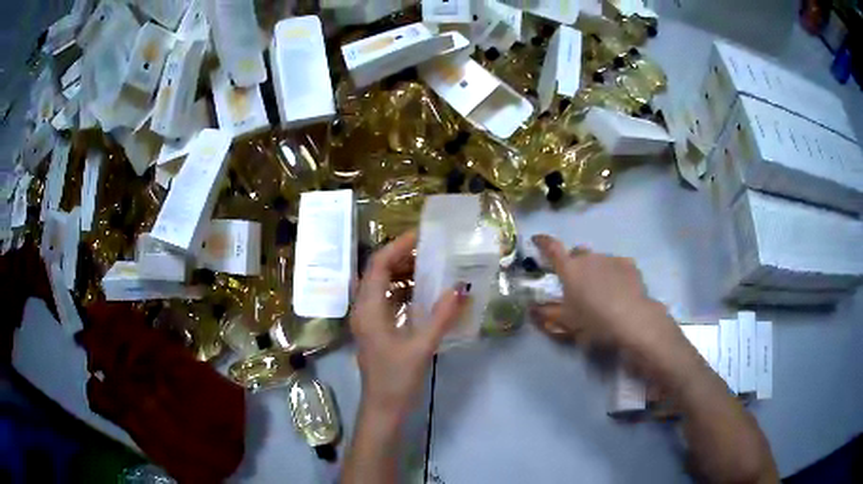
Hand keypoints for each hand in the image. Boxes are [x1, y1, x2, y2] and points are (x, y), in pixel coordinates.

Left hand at [350, 231, 466, 424]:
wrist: (383, 408)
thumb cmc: (397, 379)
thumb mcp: (421, 346)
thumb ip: (441, 316)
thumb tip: (460, 287)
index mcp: (368, 309)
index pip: (378, 265)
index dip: (398, 246)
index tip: (422, 235)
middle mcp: (363, 309)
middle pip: (378, 271)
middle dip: (402, 256)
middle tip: (430, 249)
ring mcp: (367, 319)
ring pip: (382, 285)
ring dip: (403, 273)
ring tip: (430, 265)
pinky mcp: (375, 329)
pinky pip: (387, 299)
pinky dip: (403, 290)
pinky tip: (423, 292)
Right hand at [529, 234, 676, 354]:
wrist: (632, 319)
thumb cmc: (593, 321)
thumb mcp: (566, 323)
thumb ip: (546, 315)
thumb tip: (531, 309)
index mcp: (570, 269)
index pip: (552, 248)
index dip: (542, 242)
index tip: (536, 239)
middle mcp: (588, 258)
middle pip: (577, 254)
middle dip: (573, 263)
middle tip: (576, 282)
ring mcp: (610, 258)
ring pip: (597, 259)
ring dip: (594, 269)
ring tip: (600, 290)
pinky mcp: (629, 264)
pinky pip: (616, 265)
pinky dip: (613, 273)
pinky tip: (618, 289)